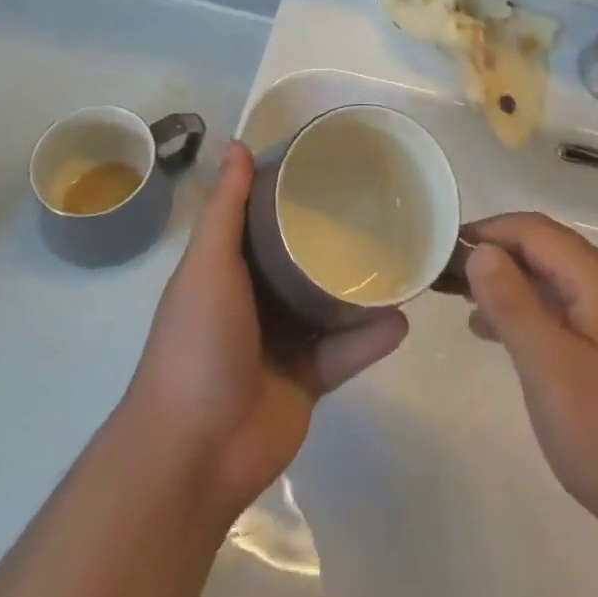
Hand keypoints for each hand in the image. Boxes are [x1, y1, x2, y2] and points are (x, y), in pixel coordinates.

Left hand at [122, 142, 407, 523]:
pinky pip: (346, 353)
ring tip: (403, 259)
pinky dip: (370, 339)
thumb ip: (226, 209)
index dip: (291, 193)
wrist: (193, 452)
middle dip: (335, 239)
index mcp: (230, 269)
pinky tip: (401, 318)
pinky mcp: (308, 382)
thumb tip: (237, 144)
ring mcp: (284, 343)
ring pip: (330, 305)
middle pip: (303, 261)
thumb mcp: (208, 265)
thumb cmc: (196, 342)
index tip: (329, 164)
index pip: (264, 220)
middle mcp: (258, 300)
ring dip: (362, 288)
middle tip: (380, 209)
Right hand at [464, 212, 597, 535]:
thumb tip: (479, 250)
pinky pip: (563, 311)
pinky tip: (499, 334)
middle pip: (545, 249)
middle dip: (495, 254)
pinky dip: (528, 312)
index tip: (443, 246)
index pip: (535, 231)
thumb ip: (511, 302)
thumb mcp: (549, 366)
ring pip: (553, 281)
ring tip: (461, 300)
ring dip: (508, 283)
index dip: (488, 230)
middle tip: (445, 275)